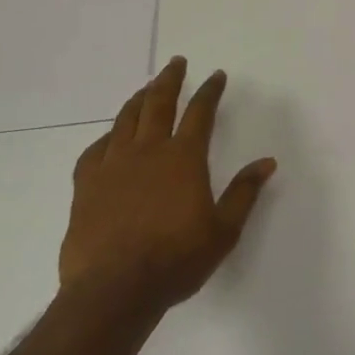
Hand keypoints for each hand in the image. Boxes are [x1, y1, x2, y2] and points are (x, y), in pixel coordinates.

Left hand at [59, 58, 276, 322]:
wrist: (113, 291)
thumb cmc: (176, 260)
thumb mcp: (224, 230)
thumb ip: (244, 193)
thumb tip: (267, 162)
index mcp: (184, 157)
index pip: (200, 112)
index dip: (210, 91)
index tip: (217, 75)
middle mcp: (148, 151)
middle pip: (158, 103)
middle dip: (170, 80)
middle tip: (176, 63)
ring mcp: (113, 166)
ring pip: (125, 120)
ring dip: (138, 100)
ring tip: (145, 88)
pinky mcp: (86, 187)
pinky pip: (95, 150)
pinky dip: (106, 137)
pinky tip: (110, 137)